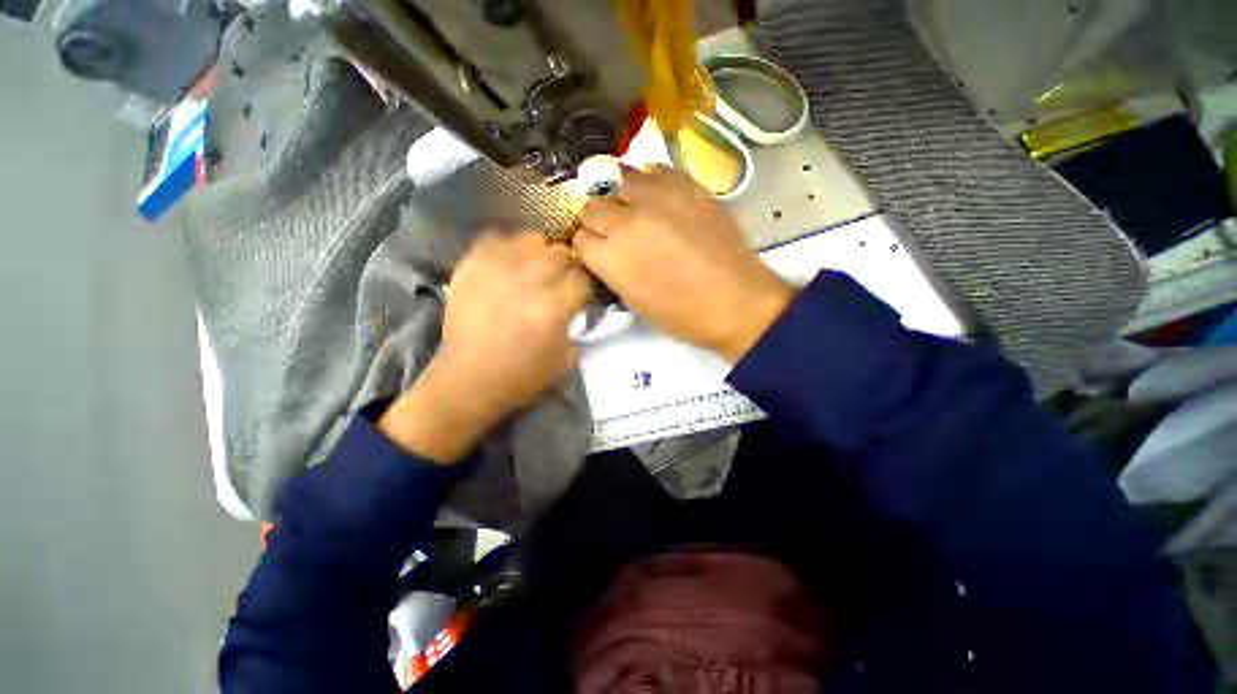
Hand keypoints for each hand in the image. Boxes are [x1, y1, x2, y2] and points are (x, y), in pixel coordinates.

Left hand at [379, 231, 589, 462]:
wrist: (468, 380)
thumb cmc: (521, 376)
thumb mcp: (566, 360)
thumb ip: (576, 327)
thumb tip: (575, 306)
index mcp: (553, 308)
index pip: (582, 279)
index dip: (583, 286)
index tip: (578, 294)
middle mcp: (527, 282)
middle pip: (560, 254)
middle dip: (565, 268)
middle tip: (558, 282)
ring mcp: (496, 270)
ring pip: (531, 239)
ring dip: (539, 253)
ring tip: (533, 268)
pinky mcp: (471, 267)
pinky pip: (494, 238)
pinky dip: (506, 248)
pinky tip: (508, 263)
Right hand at [573, 165, 793, 362]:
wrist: (736, 302)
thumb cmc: (683, 316)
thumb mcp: (635, 303)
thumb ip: (613, 272)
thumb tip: (605, 253)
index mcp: (611, 259)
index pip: (579, 240)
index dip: (588, 247)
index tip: (598, 252)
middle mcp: (626, 223)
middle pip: (591, 207)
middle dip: (598, 221)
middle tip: (616, 232)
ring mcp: (657, 199)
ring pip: (618, 180)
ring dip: (621, 197)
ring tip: (635, 210)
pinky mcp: (686, 186)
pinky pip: (654, 170)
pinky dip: (650, 182)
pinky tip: (659, 198)